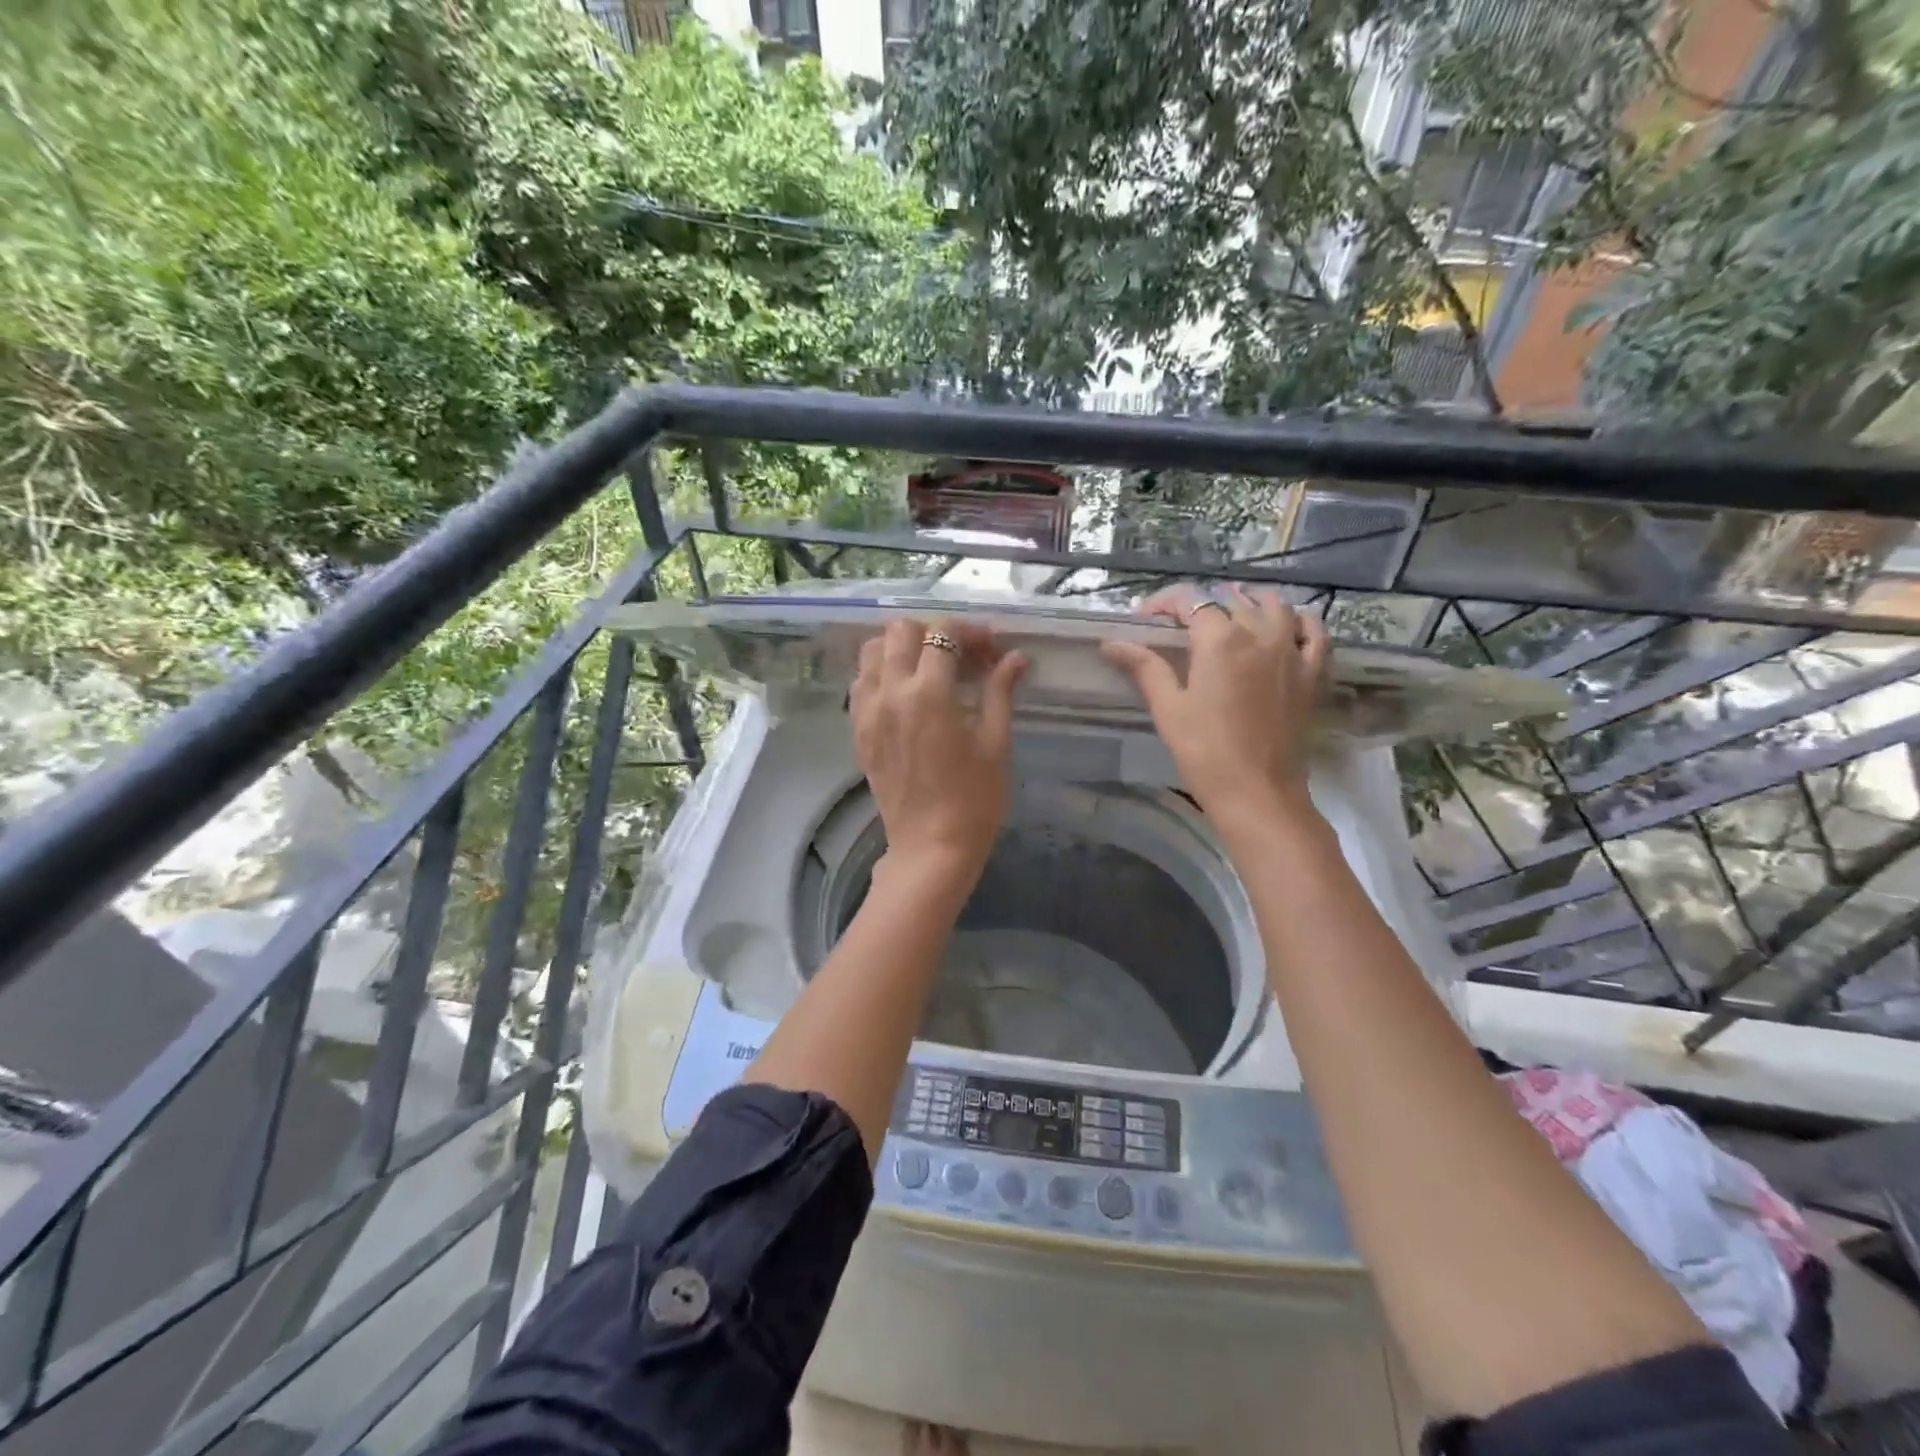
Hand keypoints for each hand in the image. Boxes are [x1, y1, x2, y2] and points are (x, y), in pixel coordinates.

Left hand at [851, 619, 1027, 886]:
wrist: (931, 847)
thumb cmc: (974, 799)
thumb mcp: (995, 742)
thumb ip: (1000, 692)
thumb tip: (1015, 658)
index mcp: (928, 693)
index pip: (942, 634)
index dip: (969, 632)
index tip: (989, 649)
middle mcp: (890, 693)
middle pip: (899, 631)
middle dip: (932, 633)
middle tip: (959, 657)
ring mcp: (868, 712)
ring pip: (871, 652)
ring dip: (900, 649)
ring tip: (928, 669)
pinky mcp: (858, 732)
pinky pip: (860, 684)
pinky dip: (880, 674)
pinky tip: (904, 693)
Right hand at [1102, 585, 1329, 835]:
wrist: (1258, 793)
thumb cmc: (1205, 751)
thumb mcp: (1168, 708)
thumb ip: (1144, 668)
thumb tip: (1111, 643)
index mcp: (1219, 640)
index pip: (1190, 601)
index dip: (1164, 603)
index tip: (1145, 618)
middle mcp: (1259, 634)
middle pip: (1230, 602)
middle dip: (1202, 606)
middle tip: (1180, 628)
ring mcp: (1292, 651)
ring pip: (1274, 606)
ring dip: (1249, 603)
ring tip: (1230, 616)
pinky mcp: (1312, 674)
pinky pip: (1314, 632)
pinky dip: (1299, 621)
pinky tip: (1286, 626)